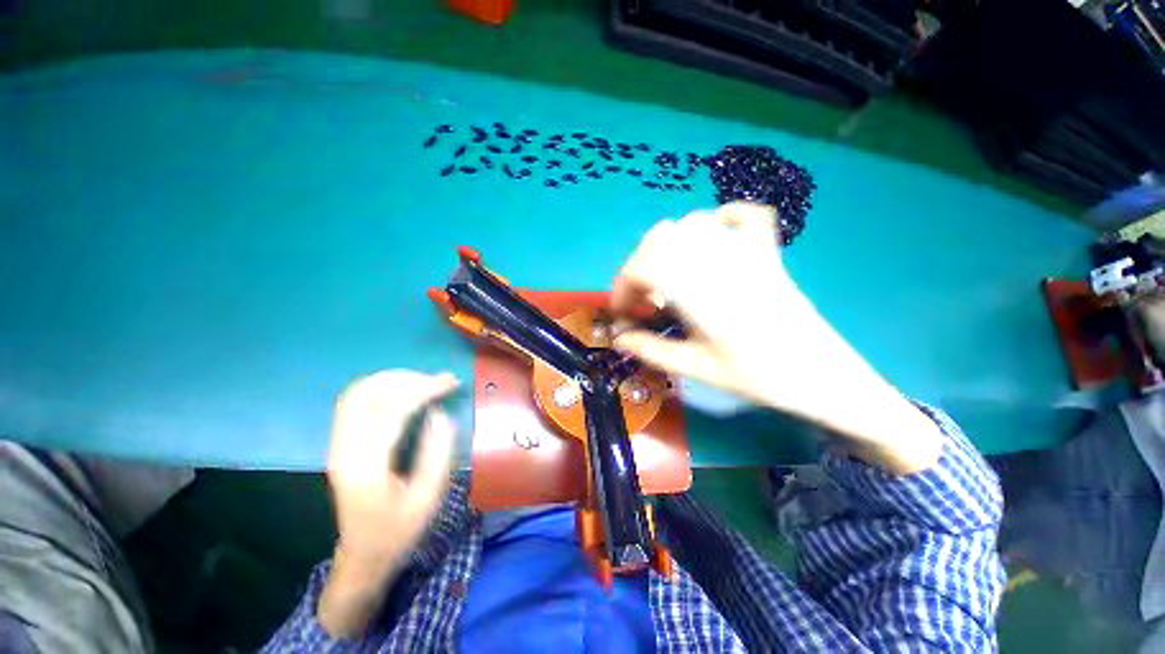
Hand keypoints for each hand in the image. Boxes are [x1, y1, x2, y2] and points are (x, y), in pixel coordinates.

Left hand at [318, 370, 458, 636]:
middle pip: (365, 394)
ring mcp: (337, 445)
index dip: (423, 389)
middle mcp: (344, 450)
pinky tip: (406, 391)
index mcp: (366, 468)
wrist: (363, 555)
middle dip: (407, 379)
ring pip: (357, 393)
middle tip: (439, 381)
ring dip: (393, 379)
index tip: (451, 383)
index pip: (391, 411)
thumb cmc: (400, 530)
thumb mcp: (429, 497)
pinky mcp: (341, 443)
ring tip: (426, 382)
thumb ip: (437, 452)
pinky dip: (382, 388)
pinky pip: (355, 402)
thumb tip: (440, 413)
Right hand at [612, 202, 940, 473]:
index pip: (642, 267)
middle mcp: (717, 260)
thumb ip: (650, 349)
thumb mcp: (695, 368)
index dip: (621, 287)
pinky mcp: (767, 252)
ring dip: (668, 247)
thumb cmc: (757, 376)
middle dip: (639, 267)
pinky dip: (720, 220)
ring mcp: (746, 250)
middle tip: (643, 298)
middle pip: (660, 239)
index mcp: (698, 290)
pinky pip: (743, 216)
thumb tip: (618, 338)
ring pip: (691, 224)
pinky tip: (713, 242)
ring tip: (669, 278)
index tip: (621, 312)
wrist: (822, 376)